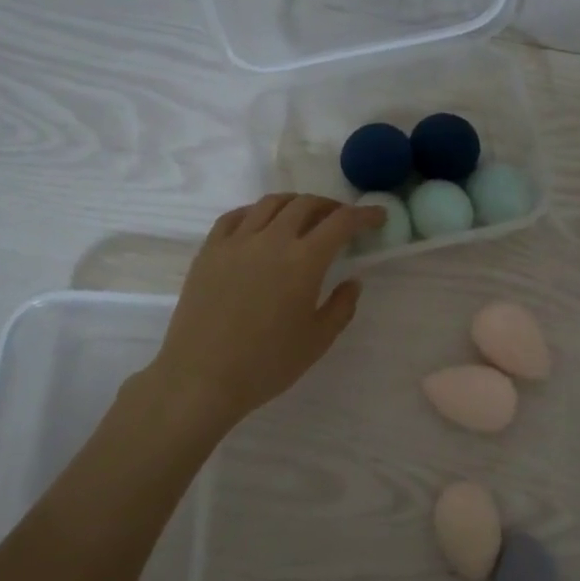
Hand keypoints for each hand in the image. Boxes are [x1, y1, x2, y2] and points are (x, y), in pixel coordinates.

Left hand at [138, 193, 383, 438]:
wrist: (201, 377)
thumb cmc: (266, 364)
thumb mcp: (317, 341)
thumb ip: (341, 306)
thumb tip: (352, 282)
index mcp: (304, 261)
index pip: (341, 222)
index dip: (364, 215)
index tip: (378, 215)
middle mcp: (272, 240)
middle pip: (306, 204)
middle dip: (330, 206)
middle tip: (341, 219)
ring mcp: (236, 241)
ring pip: (270, 204)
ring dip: (295, 203)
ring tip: (303, 215)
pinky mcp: (209, 250)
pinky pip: (235, 216)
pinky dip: (256, 212)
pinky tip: (260, 223)